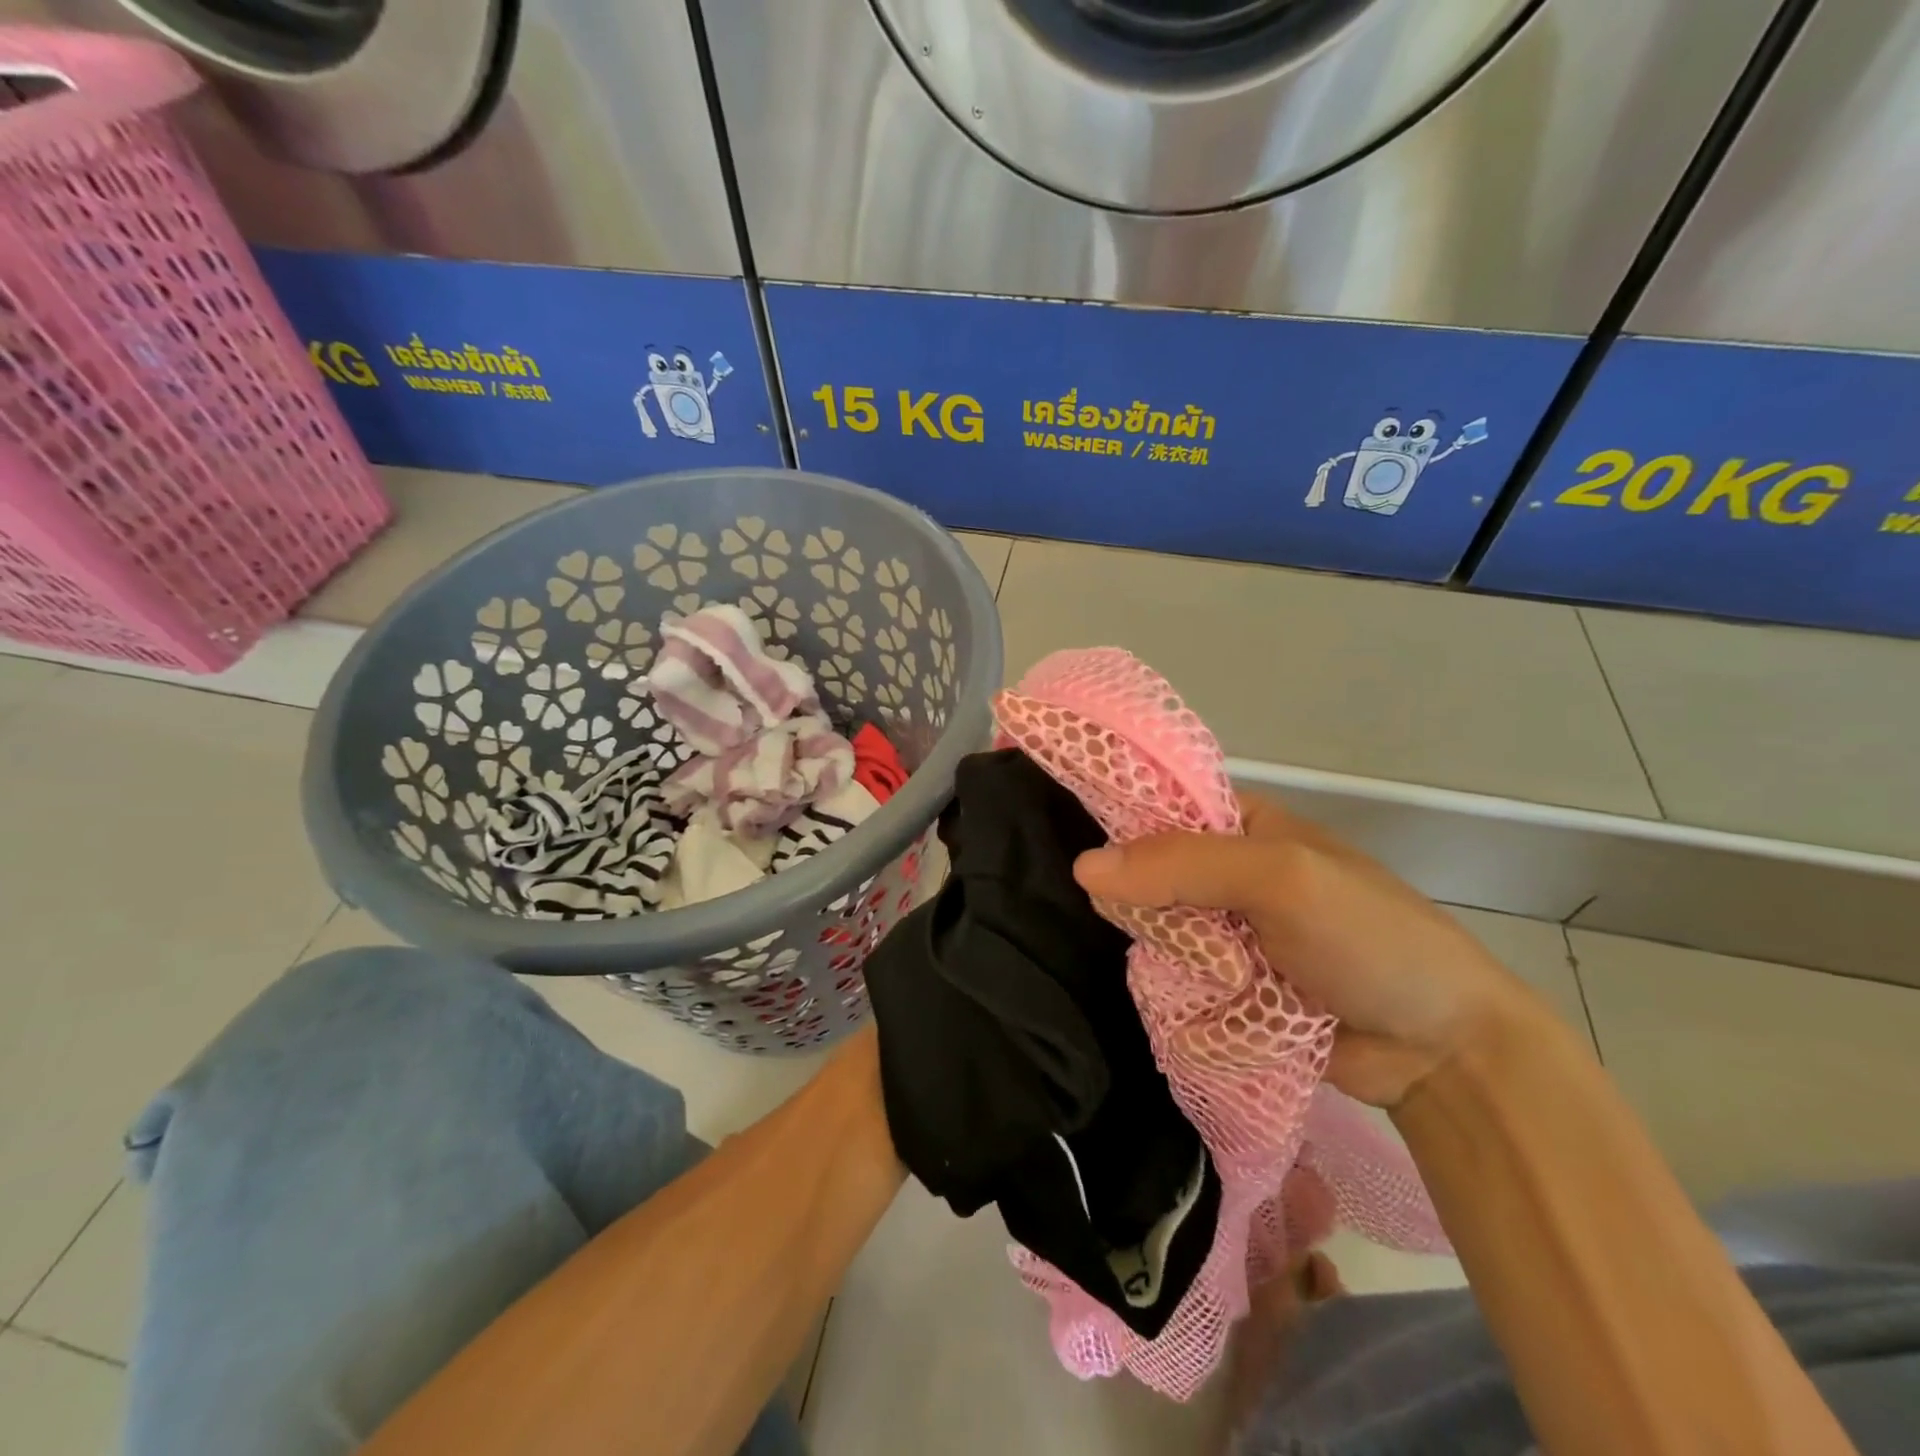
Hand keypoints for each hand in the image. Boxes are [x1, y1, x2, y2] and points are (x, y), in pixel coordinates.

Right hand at [1072, 793, 1540, 1107]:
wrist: (1442, 1049)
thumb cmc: (1368, 939)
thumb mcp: (1280, 880)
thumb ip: (1185, 866)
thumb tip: (1083, 867)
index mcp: (1241, 824)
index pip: (1157, 810)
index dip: (1119, 829)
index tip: (1078, 858)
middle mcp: (1226, 872)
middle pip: (1150, 876)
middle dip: (1144, 905)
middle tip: (1154, 932)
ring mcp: (1227, 933)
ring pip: (1158, 931)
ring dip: (1165, 955)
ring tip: (1190, 977)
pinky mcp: (1228, 987)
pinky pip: (1175, 979)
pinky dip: (1174, 991)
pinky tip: (1178, 1003)